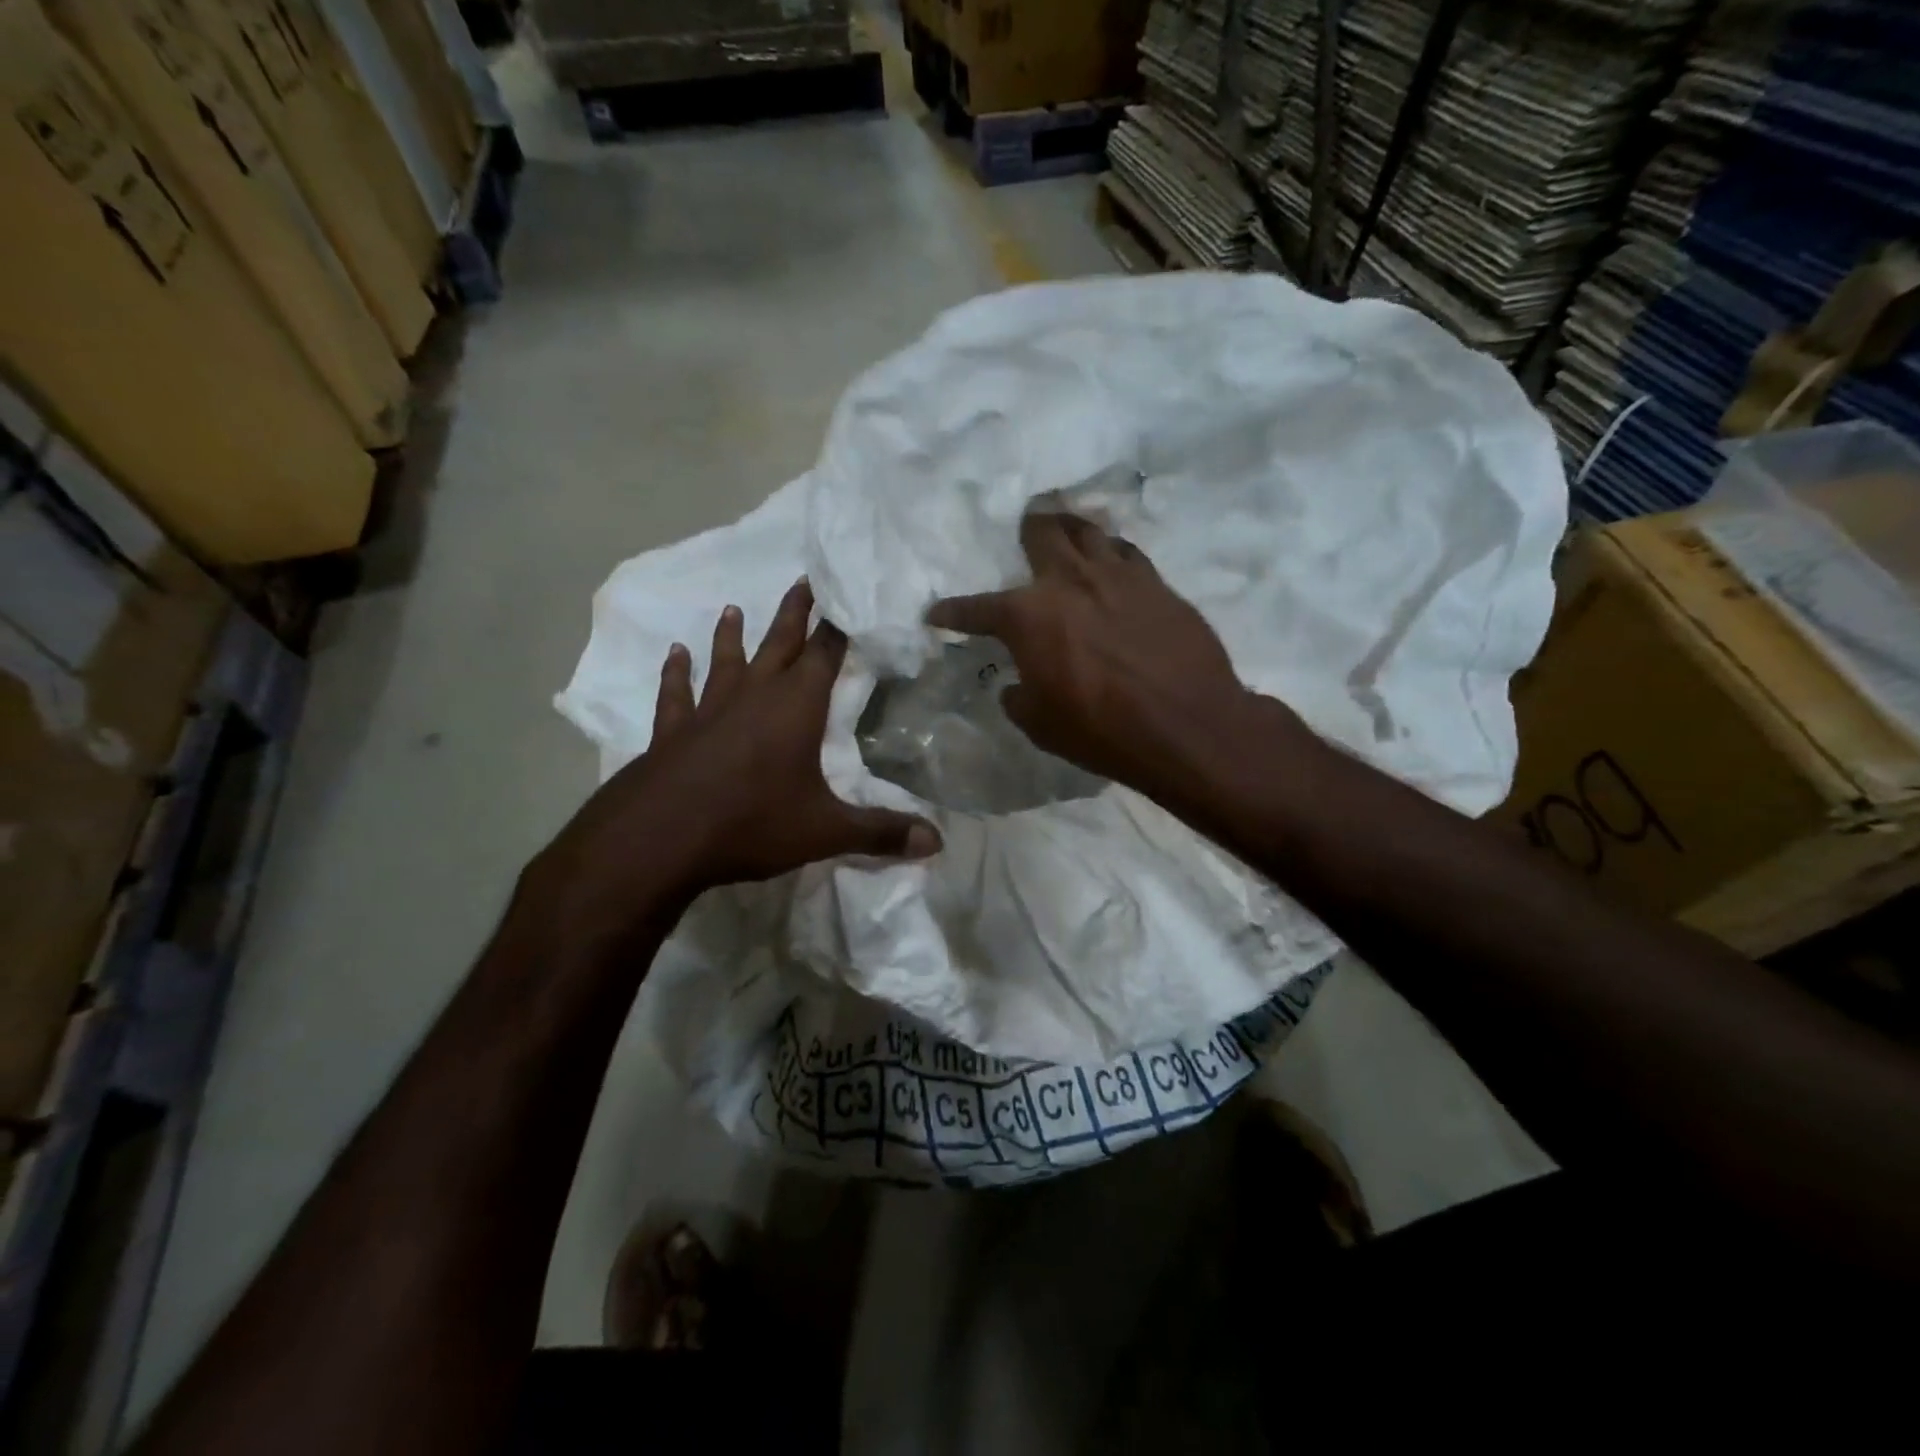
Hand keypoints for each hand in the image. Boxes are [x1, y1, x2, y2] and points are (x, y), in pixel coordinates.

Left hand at [528, 579, 939, 950]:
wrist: (660, 838)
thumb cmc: (752, 823)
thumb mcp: (825, 831)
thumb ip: (881, 832)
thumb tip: (937, 842)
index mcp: (797, 708)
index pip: (826, 656)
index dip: (839, 628)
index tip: (846, 597)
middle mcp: (754, 696)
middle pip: (779, 644)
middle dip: (794, 614)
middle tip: (802, 580)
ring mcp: (709, 710)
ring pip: (726, 661)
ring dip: (732, 635)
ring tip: (732, 607)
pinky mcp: (673, 731)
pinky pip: (676, 694)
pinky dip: (676, 674)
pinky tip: (674, 655)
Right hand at [926, 513, 1263, 795]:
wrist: (1185, 725)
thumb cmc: (1101, 729)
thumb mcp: (1040, 724)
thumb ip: (1019, 696)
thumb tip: (1016, 684)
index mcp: (1028, 616)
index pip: (977, 609)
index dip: (952, 613)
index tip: (936, 614)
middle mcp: (1069, 582)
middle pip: (1043, 533)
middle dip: (1028, 528)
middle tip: (1027, 524)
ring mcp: (1118, 576)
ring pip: (1090, 531)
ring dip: (1073, 528)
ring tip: (1069, 528)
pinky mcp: (1157, 584)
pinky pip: (1128, 553)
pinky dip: (1113, 551)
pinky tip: (1114, 559)